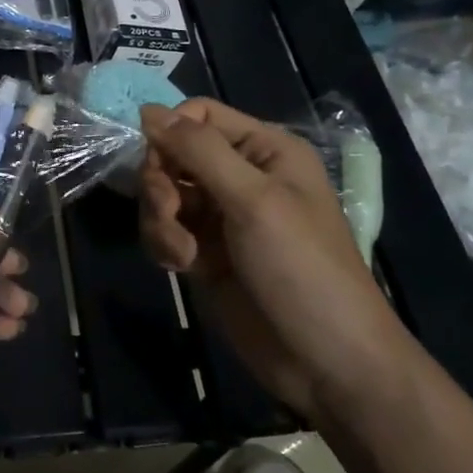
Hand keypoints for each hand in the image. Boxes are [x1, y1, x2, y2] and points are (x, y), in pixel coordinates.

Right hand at [138, 99, 410, 417]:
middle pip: (172, 154)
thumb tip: (146, 109)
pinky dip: (164, 243)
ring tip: (181, 252)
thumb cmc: (301, 269)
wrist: (325, 363)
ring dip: (160, 220)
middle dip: (161, 184)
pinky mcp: (204, 253)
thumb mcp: (253, 201)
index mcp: (264, 150)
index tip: (157, 164)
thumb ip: (198, 151)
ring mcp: (219, 216)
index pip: (198, 115)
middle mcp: (239, 175)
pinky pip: (165, 229)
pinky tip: (180, 266)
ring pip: (163, 194)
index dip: (170, 133)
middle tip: (170, 214)